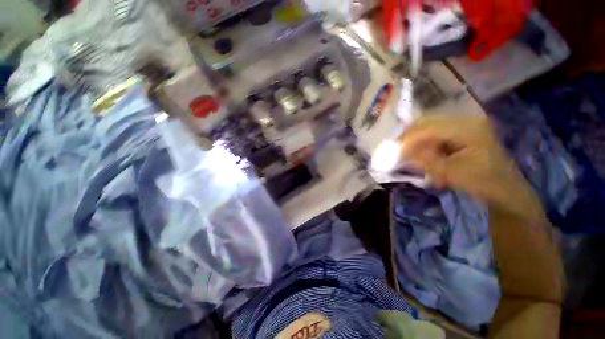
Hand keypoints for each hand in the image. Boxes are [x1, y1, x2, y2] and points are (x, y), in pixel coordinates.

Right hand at [400, 113, 544, 222]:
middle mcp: (467, 119)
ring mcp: (465, 123)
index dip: (409, 139)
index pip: (429, 128)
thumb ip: (424, 160)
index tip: (394, 152)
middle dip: (409, 136)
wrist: (505, 189)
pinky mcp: (462, 130)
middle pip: (428, 121)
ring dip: (415, 138)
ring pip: (429, 125)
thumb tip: (401, 152)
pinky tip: (421, 151)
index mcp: (469, 129)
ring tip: (406, 151)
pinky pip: (435, 131)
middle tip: (396, 149)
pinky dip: (424, 141)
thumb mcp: (450, 173)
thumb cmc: (482, 183)